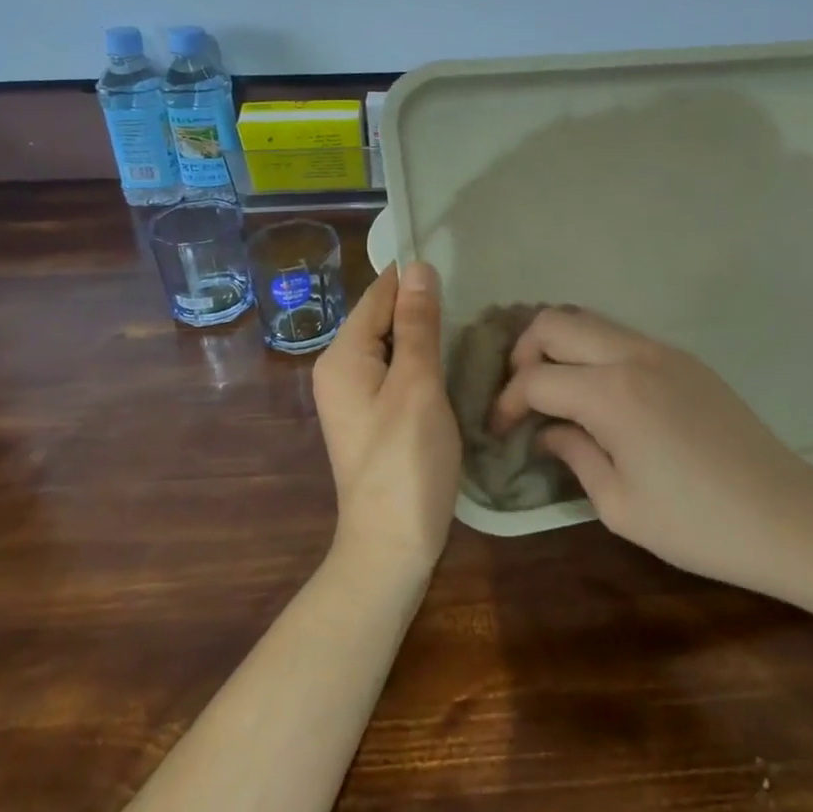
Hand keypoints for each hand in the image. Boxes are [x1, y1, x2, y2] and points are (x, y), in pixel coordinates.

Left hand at [311, 262, 461, 579]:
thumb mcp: (417, 385)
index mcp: (342, 355)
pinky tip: (451, 363)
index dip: (414, 279)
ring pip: (392, 345)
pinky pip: (395, 370)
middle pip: (382, 318)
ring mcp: (353, 395)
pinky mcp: (371, 415)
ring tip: (470, 325)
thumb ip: (417, 325)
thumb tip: (418, 266)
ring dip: (425, 335)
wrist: (391, 544)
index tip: (458, 268)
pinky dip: (421, 362)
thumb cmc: (406, 461)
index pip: (378, 295)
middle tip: (473, 299)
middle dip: (421, 307)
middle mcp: (339, 369)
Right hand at [493, 308, 812, 592]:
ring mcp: (662, 350)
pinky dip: (593, 351)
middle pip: (555, 322)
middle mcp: (632, 355)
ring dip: (559, 346)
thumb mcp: (620, 505)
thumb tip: (548, 431)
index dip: (507, 403)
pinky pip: (621, 336)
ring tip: (553, 390)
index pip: (536, 379)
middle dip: (523, 353)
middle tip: (521, 396)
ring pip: (589, 320)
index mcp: (612, 393)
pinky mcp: (684, 358)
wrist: (786, 514)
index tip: (499, 431)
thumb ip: (574, 455)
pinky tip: (598, 393)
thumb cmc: (698, 524)